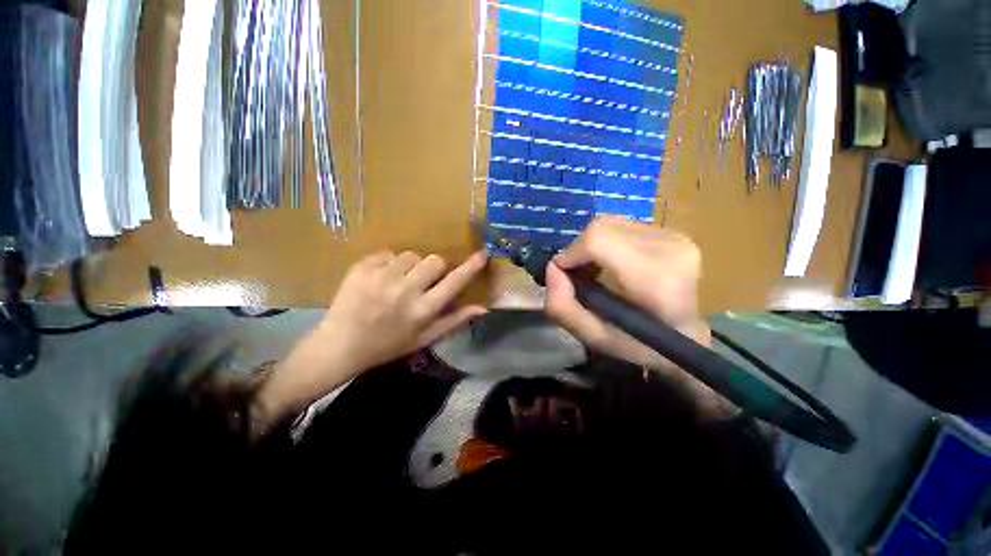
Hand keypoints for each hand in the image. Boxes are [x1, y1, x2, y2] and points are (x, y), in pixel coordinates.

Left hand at [319, 250, 488, 370]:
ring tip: (398, 282)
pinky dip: (389, 264)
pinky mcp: (362, 268)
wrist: (341, 345)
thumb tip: (483, 308)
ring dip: (410, 266)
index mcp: (423, 310)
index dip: (471, 267)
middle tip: (423, 281)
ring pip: (411, 255)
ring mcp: (382, 277)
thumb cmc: (388, 345)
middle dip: (434, 268)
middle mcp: (405, 291)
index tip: (482, 254)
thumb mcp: (425, 338)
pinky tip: (380, 279)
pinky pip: (388, 253)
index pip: (454, 282)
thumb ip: (455, 321)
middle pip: (435, 260)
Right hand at [545, 217, 733, 417]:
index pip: (599, 239)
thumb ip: (563, 306)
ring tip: (595, 270)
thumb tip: (552, 268)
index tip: (563, 273)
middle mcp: (670, 248)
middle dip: (580, 249)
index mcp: (655, 278)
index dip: (572, 252)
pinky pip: (625, 227)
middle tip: (578, 274)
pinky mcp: (674, 233)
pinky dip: (608, 242)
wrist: (687, 337)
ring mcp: (676, 237)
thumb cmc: (642, 344)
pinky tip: (612, 263)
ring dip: (593, 245)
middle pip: (602, 227)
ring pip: (611, 224)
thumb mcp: (594, 337)